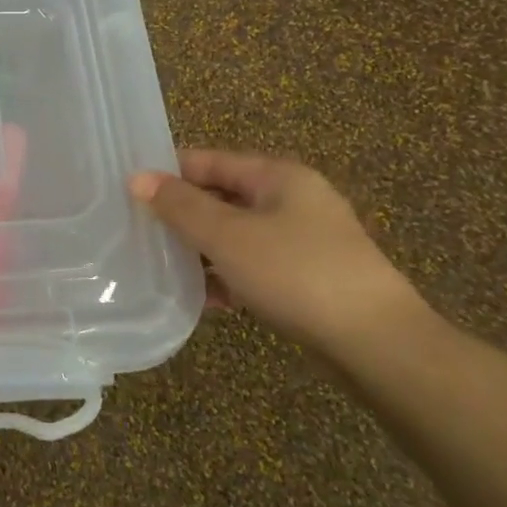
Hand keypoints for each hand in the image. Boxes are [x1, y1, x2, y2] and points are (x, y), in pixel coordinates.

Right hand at [130, 150, 422, 356]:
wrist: (378, 345)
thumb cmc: (296, 274)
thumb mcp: (228, 236)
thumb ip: (180, 206)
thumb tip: (137, 178)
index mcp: (278, 176)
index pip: (208, 160)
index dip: (167, 173)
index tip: (127, 192)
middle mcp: (293, 200)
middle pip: (222, 196)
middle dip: (181, 215)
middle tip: (137, 233)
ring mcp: (304, 240)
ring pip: (236, 234)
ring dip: (201, 249)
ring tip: (162, 268)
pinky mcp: (309, 277)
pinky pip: (254, 265)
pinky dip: (228, 276)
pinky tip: (204, 299)